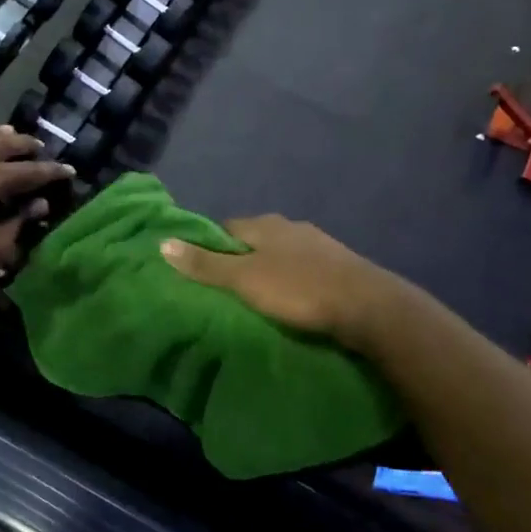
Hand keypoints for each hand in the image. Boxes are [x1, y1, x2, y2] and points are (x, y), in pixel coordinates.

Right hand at [160, 215, 402, 345]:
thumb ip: (205, 264)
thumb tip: (162, 242)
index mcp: (266, 224)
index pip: (225, 228)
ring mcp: (319, 245)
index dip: (209, 247)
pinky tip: (291, 299)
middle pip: (253, 240)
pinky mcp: (338, 266)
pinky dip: (291, 281)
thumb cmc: (299, 289)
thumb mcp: (244, 279)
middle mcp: (291, 227)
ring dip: (267, 270)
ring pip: (280, 254)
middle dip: (239, 259)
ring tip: (256, 298)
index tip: (199, 270)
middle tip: (225, 290)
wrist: (368, 307)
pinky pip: (302, 269)